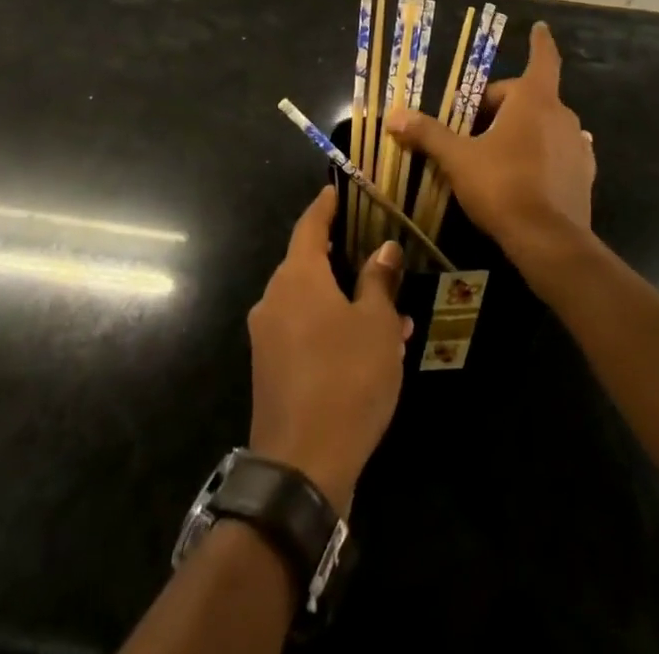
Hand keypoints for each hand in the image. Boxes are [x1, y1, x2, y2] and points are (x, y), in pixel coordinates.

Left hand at [248, 186, 411, 511]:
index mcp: (297, 278)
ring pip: (310, 302)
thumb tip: (384, 249)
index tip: (336, 190)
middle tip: (377, 258)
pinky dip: (332, 328)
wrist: (301, 466)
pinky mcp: (270, 369)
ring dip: (345, 301)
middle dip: (343, 260)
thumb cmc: (346, 379)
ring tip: (391, 315)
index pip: (309, 226)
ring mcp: (268, 336)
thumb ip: (378, 281)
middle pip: (308, 264)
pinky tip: (368, 349)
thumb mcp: (377, 325)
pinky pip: (304, 331)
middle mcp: (274, 299)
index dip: (324, 206)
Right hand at [384, 22, 594, 265]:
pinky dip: (545, 152)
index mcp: (534, 100)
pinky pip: (561, 150)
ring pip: (546, 124)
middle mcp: (562, 115)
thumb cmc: (502, 186)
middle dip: (502, 106)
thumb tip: (394, 116)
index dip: (538, 42)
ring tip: (498, 151)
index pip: (541, 59)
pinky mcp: (584, 174)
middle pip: (529, 97)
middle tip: (473, 128)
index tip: (539, 26)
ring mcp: (578, 146)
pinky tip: (529, 169)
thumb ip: (428, 134)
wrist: (549, 241)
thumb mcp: (458, 159)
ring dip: (524, 129)